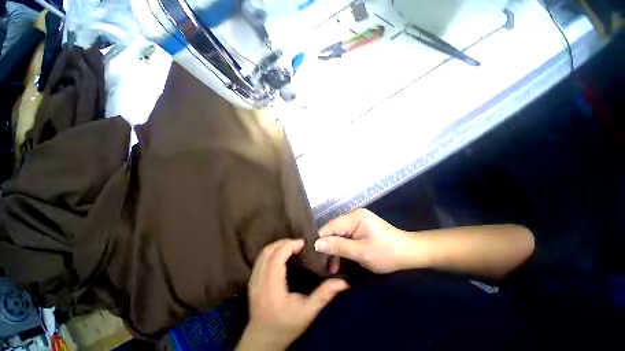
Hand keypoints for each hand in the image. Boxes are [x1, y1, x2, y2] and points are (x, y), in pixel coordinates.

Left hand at [237, 239, 348, 350]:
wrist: (262, 340)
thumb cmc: (286, 327)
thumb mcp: (308, 313)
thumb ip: (324, 295)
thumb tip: (343, 282)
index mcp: (272, 287)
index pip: (277, 257)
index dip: (290, 245)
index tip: (303, 243)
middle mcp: (259, 280)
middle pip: (269, 251)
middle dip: (285, 242)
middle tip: (299, 244)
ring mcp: (253, 279)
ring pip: (263, 253)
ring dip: (278, 245)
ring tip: (292, 246)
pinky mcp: (252, 280)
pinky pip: (260, 258)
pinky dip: (272, 251)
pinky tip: (281, 253)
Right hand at [315, 209, 414, 273]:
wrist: (408, 253)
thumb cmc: (386, 253)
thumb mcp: (361, 252)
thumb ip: (338, 247)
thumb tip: (316, 244)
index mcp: (354, 217)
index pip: (330, 227)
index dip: (321, 240)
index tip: (315, 257)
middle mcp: (353, 215)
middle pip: (333, 230)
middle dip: (328, 247)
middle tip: (325, 266)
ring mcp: (357, 221)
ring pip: (338, 234)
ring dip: (335, 249)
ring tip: (332, 268)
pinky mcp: (360, 227)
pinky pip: (346, 236)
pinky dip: (342, 247)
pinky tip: (340, 259)